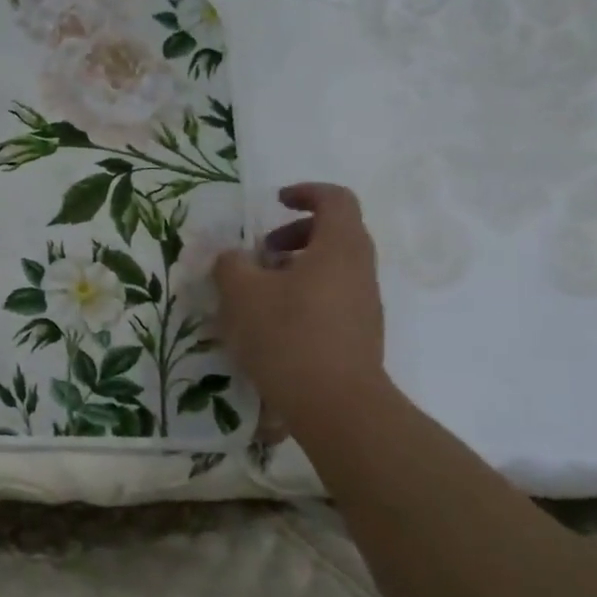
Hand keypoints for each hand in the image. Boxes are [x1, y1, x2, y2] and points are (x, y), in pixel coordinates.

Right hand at [212, 183, 386, 431]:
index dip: (305, 192)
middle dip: (294, 235)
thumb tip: (233, 257)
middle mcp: (360, 268)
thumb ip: (231, 264)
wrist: (335, 404)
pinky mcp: (360, 333)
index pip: (335, 199)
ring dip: (296, 268)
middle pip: (335, 233)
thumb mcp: (242, 293)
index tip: (275, 202)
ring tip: (260, 292)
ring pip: (333, 267)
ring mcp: (365, 303)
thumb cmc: (288, 335)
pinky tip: (274, 324)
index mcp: (340, 246)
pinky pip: (333, 297)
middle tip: (261, 252)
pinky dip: (305, 295)